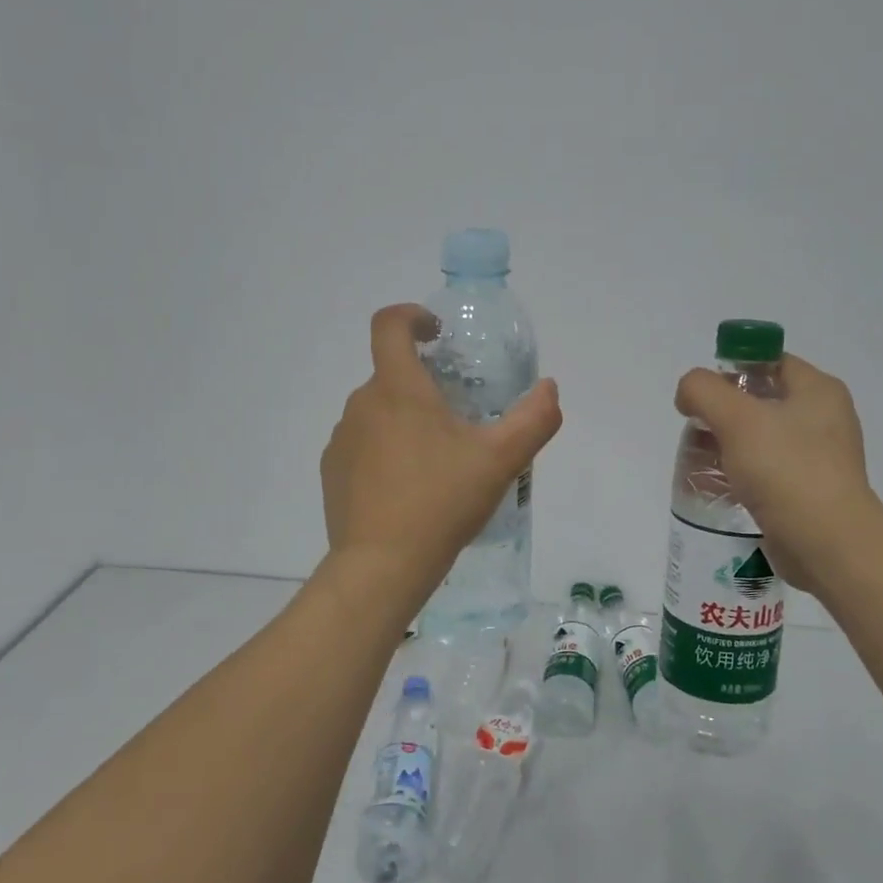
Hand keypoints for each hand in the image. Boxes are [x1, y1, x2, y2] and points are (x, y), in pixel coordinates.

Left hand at [322, 304, 561, 595]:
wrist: (382, 566)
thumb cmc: (442, 501)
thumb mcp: (501, 460)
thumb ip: (534, 418)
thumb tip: (550, 388)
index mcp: (397, 389)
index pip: (388, 325)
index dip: (412, 316)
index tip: (436, 333)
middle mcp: (362, 404)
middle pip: (391, 374)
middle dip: (424, 385)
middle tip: (459, 419)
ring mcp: (342, 439)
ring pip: (378, 412)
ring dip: (405, 421)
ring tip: (437, 461)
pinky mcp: (332, 472)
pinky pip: (362, 445)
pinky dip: (385, 451)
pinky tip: (409, 488)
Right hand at [674, 354, 882, 592]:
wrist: (829, 545)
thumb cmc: (787, 471)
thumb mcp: (737, 418)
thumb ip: (703, 391)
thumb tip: (689, 393)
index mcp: (818, 390)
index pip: (769, 361)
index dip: (732, 370)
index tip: (702, 395)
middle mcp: (824, 418)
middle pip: (760, 400)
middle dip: (722, 413)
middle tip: (697, 431)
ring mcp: (819, 457)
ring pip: (760, 438)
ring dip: (727, 446)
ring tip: (701, 463)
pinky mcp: (808, 491)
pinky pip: (767, 471)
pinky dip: (741, 474)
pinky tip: (720, 488)